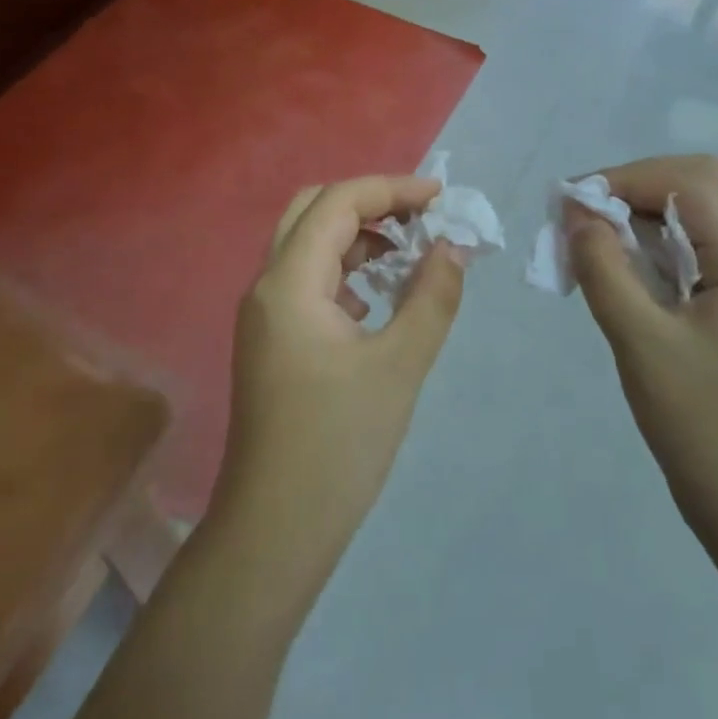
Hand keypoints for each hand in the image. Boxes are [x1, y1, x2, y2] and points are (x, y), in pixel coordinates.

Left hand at [214, 176, 467, 583]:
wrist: (276, 529)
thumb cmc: (339, 446)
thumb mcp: (399, 366)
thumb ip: (431, 298)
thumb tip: (452, 247)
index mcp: (289, 283)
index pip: (337, 203)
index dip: (391, 189)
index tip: (441, 198)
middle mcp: (267, 286)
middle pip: (313, 212)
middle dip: (369, 203)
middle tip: (421, 218)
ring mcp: (265, 314)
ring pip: (309, 245)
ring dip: (357, 236)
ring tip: (410, 251)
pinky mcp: (273, 340)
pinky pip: (309, 281)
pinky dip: (346, 270)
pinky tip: (381, 293)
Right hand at [569, 156, 717, 542]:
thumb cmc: (695, 420)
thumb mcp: (638, 340)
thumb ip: (604, 268)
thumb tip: (576, 213)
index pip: (692, 183)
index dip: (628, 178)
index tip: (575, 202)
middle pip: (701, 185)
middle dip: (637, 186)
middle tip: (587, 214)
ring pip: (699, 213)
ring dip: (644, 213)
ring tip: (595, 238)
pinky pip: (698, 247)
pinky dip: (656, 242)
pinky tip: (623, 266)